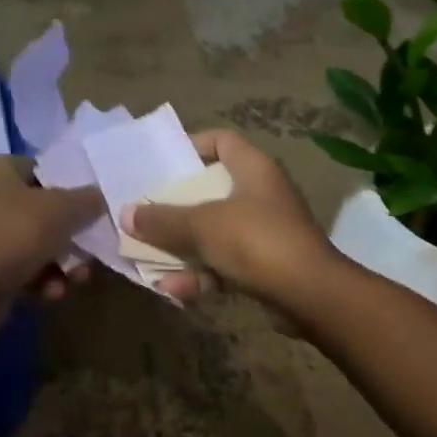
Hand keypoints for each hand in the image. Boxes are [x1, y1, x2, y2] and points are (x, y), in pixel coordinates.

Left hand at [0, 155, 102, 318]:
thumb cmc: (13, 237)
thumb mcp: (62, 211)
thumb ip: (88, 199)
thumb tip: (99, 197)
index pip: (42, 170)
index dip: (71, 190)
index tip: (92, 212)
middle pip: (39, 210)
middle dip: (68, 236)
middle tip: (88, 253)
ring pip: (30, 242)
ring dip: (58, 262)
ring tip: (74, 280)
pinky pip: (13, 265)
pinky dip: (35, 277)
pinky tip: (49, 293)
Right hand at [118, 129, 336, 305]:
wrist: (309, 295)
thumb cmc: (256, 241)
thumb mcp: (204, 225)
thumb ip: (163, 220)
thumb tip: (127, 214)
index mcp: (254, 169)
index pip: (222, 141)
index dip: (192, 145)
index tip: (161, 162)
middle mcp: (261, 195)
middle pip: (211, 191)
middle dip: (175, 208)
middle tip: (144, 214)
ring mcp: (265, 232)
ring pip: (214, 233)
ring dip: (182, 249)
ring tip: (146, 261)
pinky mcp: (265, 266)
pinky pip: (224, 264)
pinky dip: (201, 275)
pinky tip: (173, 291)